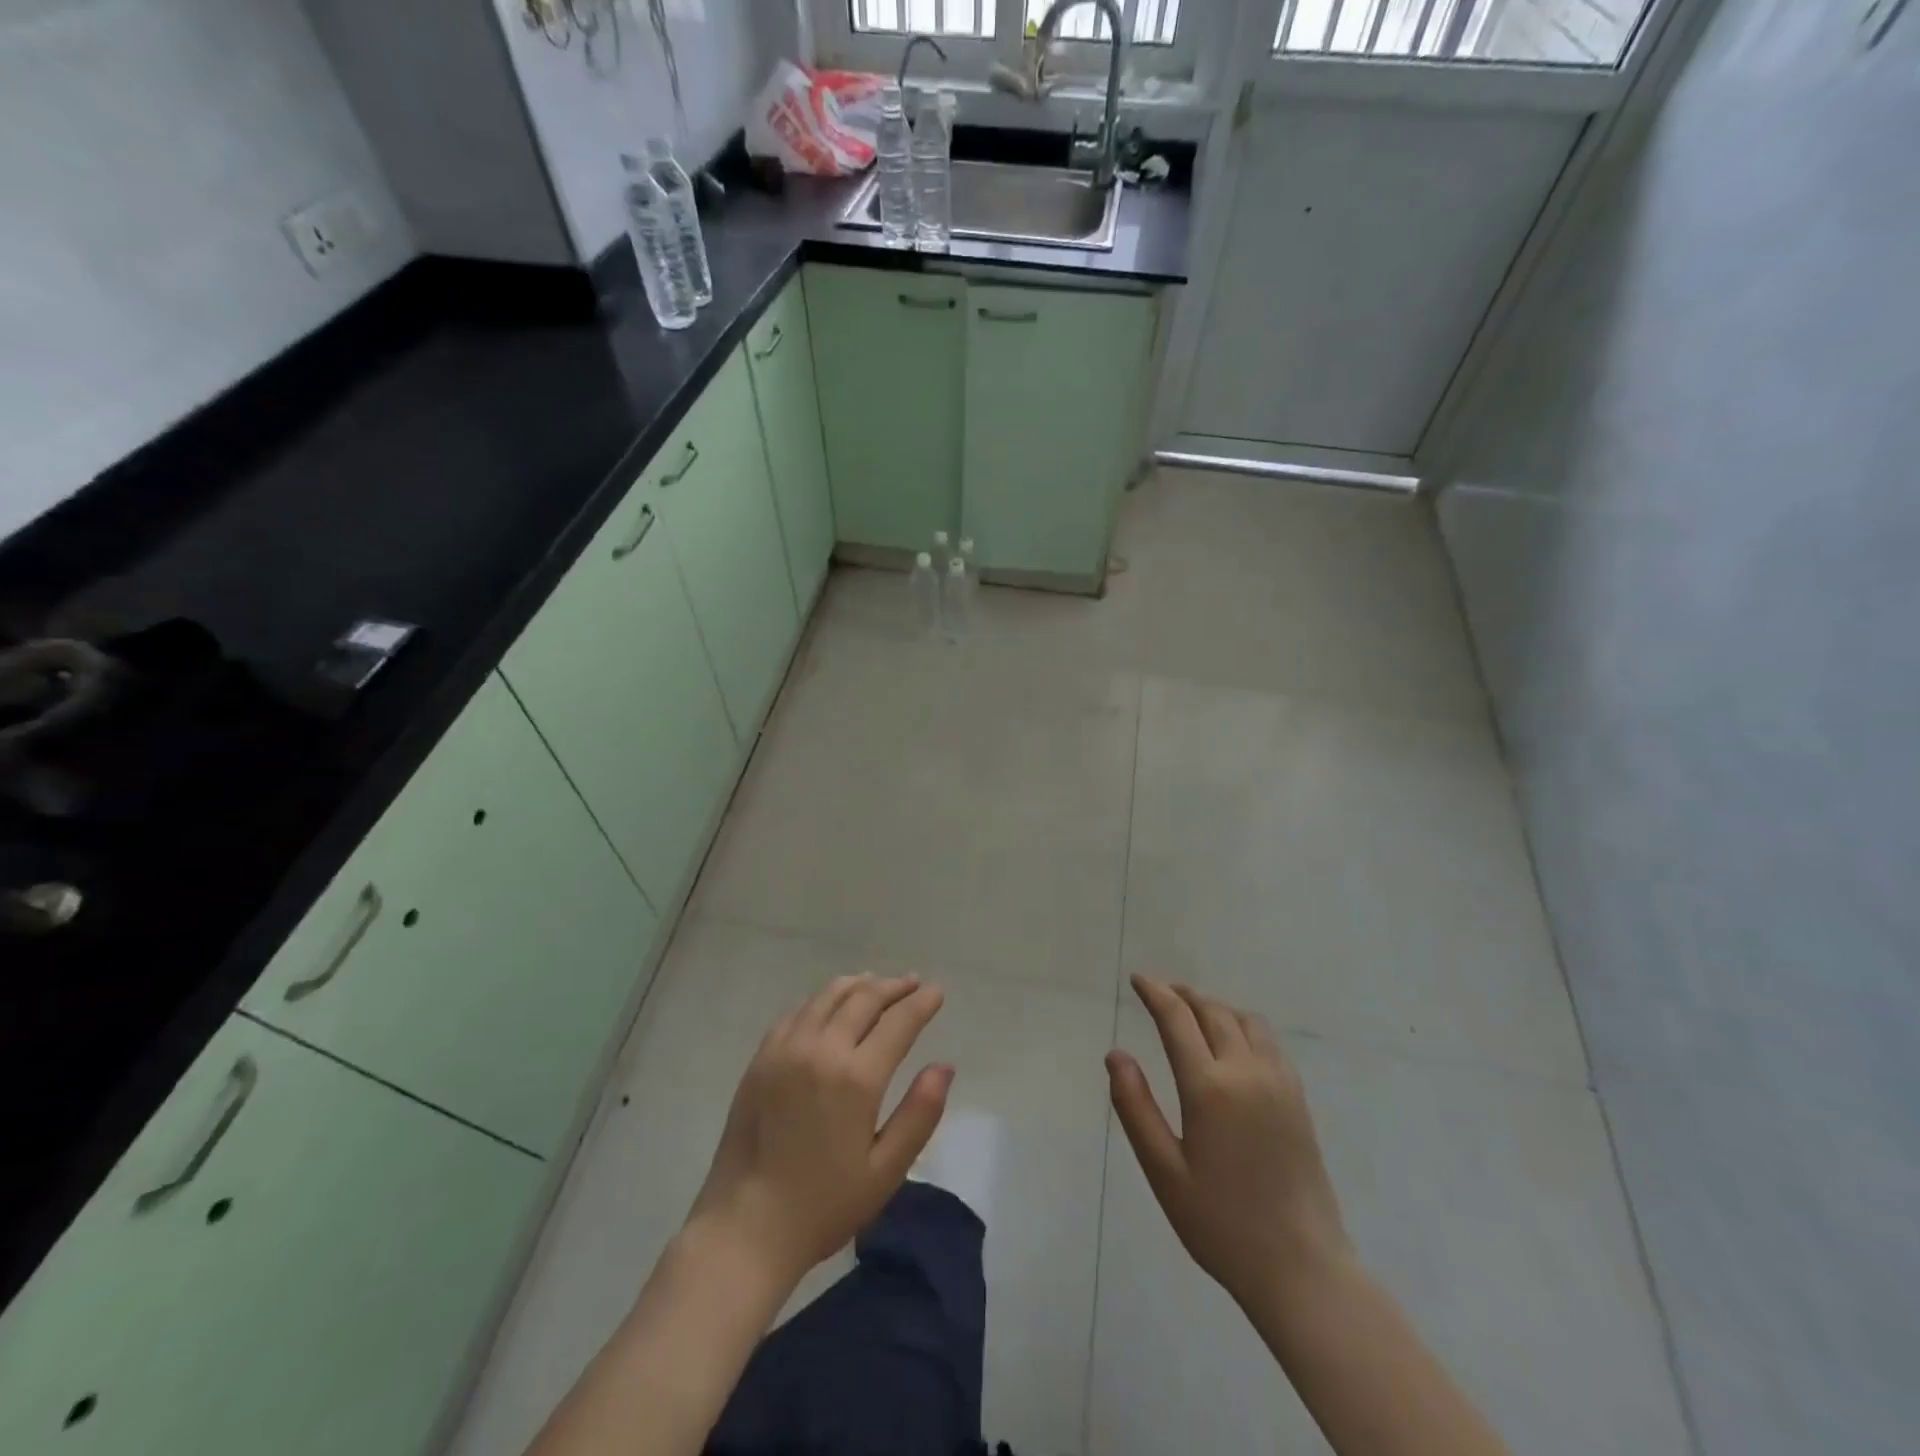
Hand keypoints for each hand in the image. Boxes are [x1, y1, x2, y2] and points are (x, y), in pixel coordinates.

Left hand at [685, 974, 951, 1289]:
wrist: (744, 1228)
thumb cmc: (823, 1206)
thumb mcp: (885, 1171)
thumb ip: (919, 1114)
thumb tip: (944, 1066)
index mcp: (856, 1078)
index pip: (898, 1021)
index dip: (921, 1002)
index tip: (936, 991)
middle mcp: (821, 1050)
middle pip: (864, 999)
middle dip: (894, 987)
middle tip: (912, 983)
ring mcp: (786, 1049)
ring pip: (828, 996)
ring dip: (859, 985)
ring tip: (877, 983)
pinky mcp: (761, 1058)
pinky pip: (798, 1012)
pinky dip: (822, 999)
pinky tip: (830, 1005)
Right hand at [1107, 975, 1351, 1309]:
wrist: (1302, 1268)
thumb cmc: (1221, 1223)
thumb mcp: (1164, 1171)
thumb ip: (1136, 1107)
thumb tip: (1116, 1055)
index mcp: (1210, 1087)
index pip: (1177, 1019)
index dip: (1155, 993)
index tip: (1137, 979)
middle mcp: (1247, 1072)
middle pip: (1212, 1011)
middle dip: (1183, 995)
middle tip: (1159, 992)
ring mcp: (1278, 1082)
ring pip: (1244, 1020)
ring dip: (1215, 1007)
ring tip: (1193, 1013)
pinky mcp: (1297, 1099)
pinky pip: (1267, 1041)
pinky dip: (1242, 1025)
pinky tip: (1232, 1042)